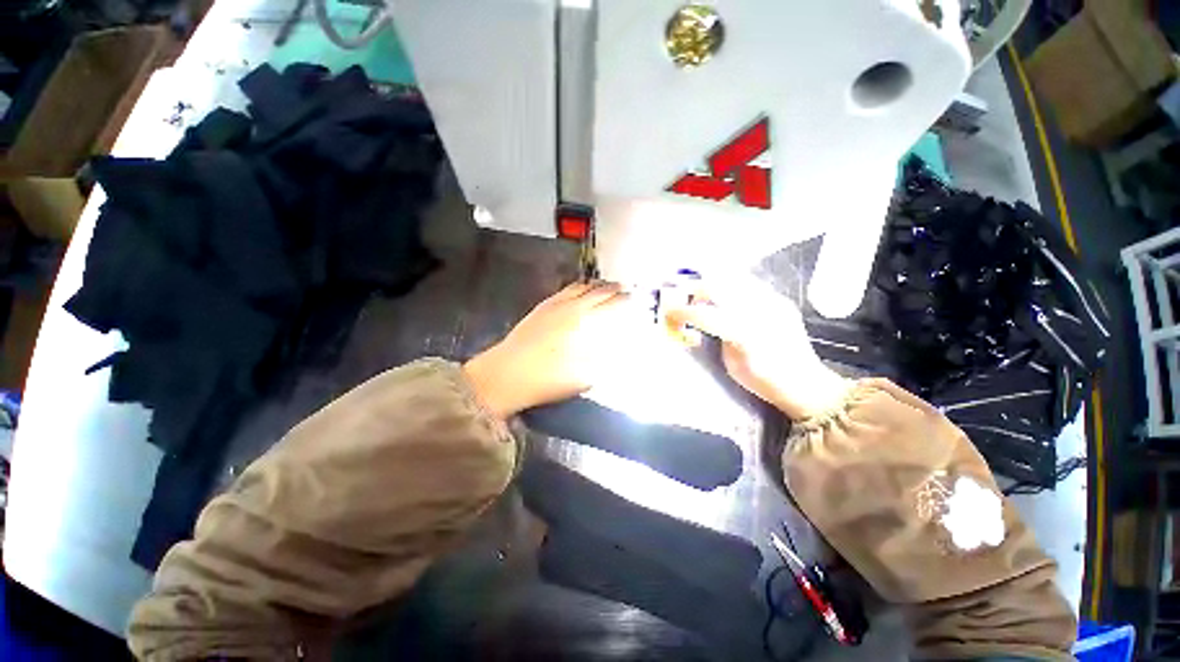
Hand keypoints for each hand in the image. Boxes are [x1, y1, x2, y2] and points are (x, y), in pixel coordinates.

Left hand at [463, 281, 634, 418]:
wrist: (505, 374)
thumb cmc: (546, 379)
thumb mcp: (582, 377)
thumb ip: (603, 361)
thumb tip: (617, 350)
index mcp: (582, 323)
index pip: (609, 305)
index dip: (623, 301)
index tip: (633, 299)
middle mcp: (570, 308)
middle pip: (596, 291)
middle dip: (612, 289)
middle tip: (623, 288)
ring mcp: (553, 305)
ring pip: (579, 287)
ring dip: (594, 285)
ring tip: (604, 286)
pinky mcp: (541, 308)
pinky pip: (564, 290)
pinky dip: (577, 287)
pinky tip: (578, 291)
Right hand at [663, 277, 852, 419]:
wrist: (807, 384)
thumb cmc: (764, 381)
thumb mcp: (731, 364)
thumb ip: (716, 337)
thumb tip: (700, 322)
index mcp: (745, 333)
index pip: (706, 314)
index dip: (683, 311)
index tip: (669, 312)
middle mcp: (761, 310)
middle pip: (719, 287)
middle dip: (696, 290)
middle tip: (685, 299)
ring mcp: (774, 301)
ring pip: (735, 279)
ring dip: (713, 284)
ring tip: (704, 294)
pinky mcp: (780, 300)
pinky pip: (750, 285)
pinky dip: (732, 286)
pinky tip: (726, 296)